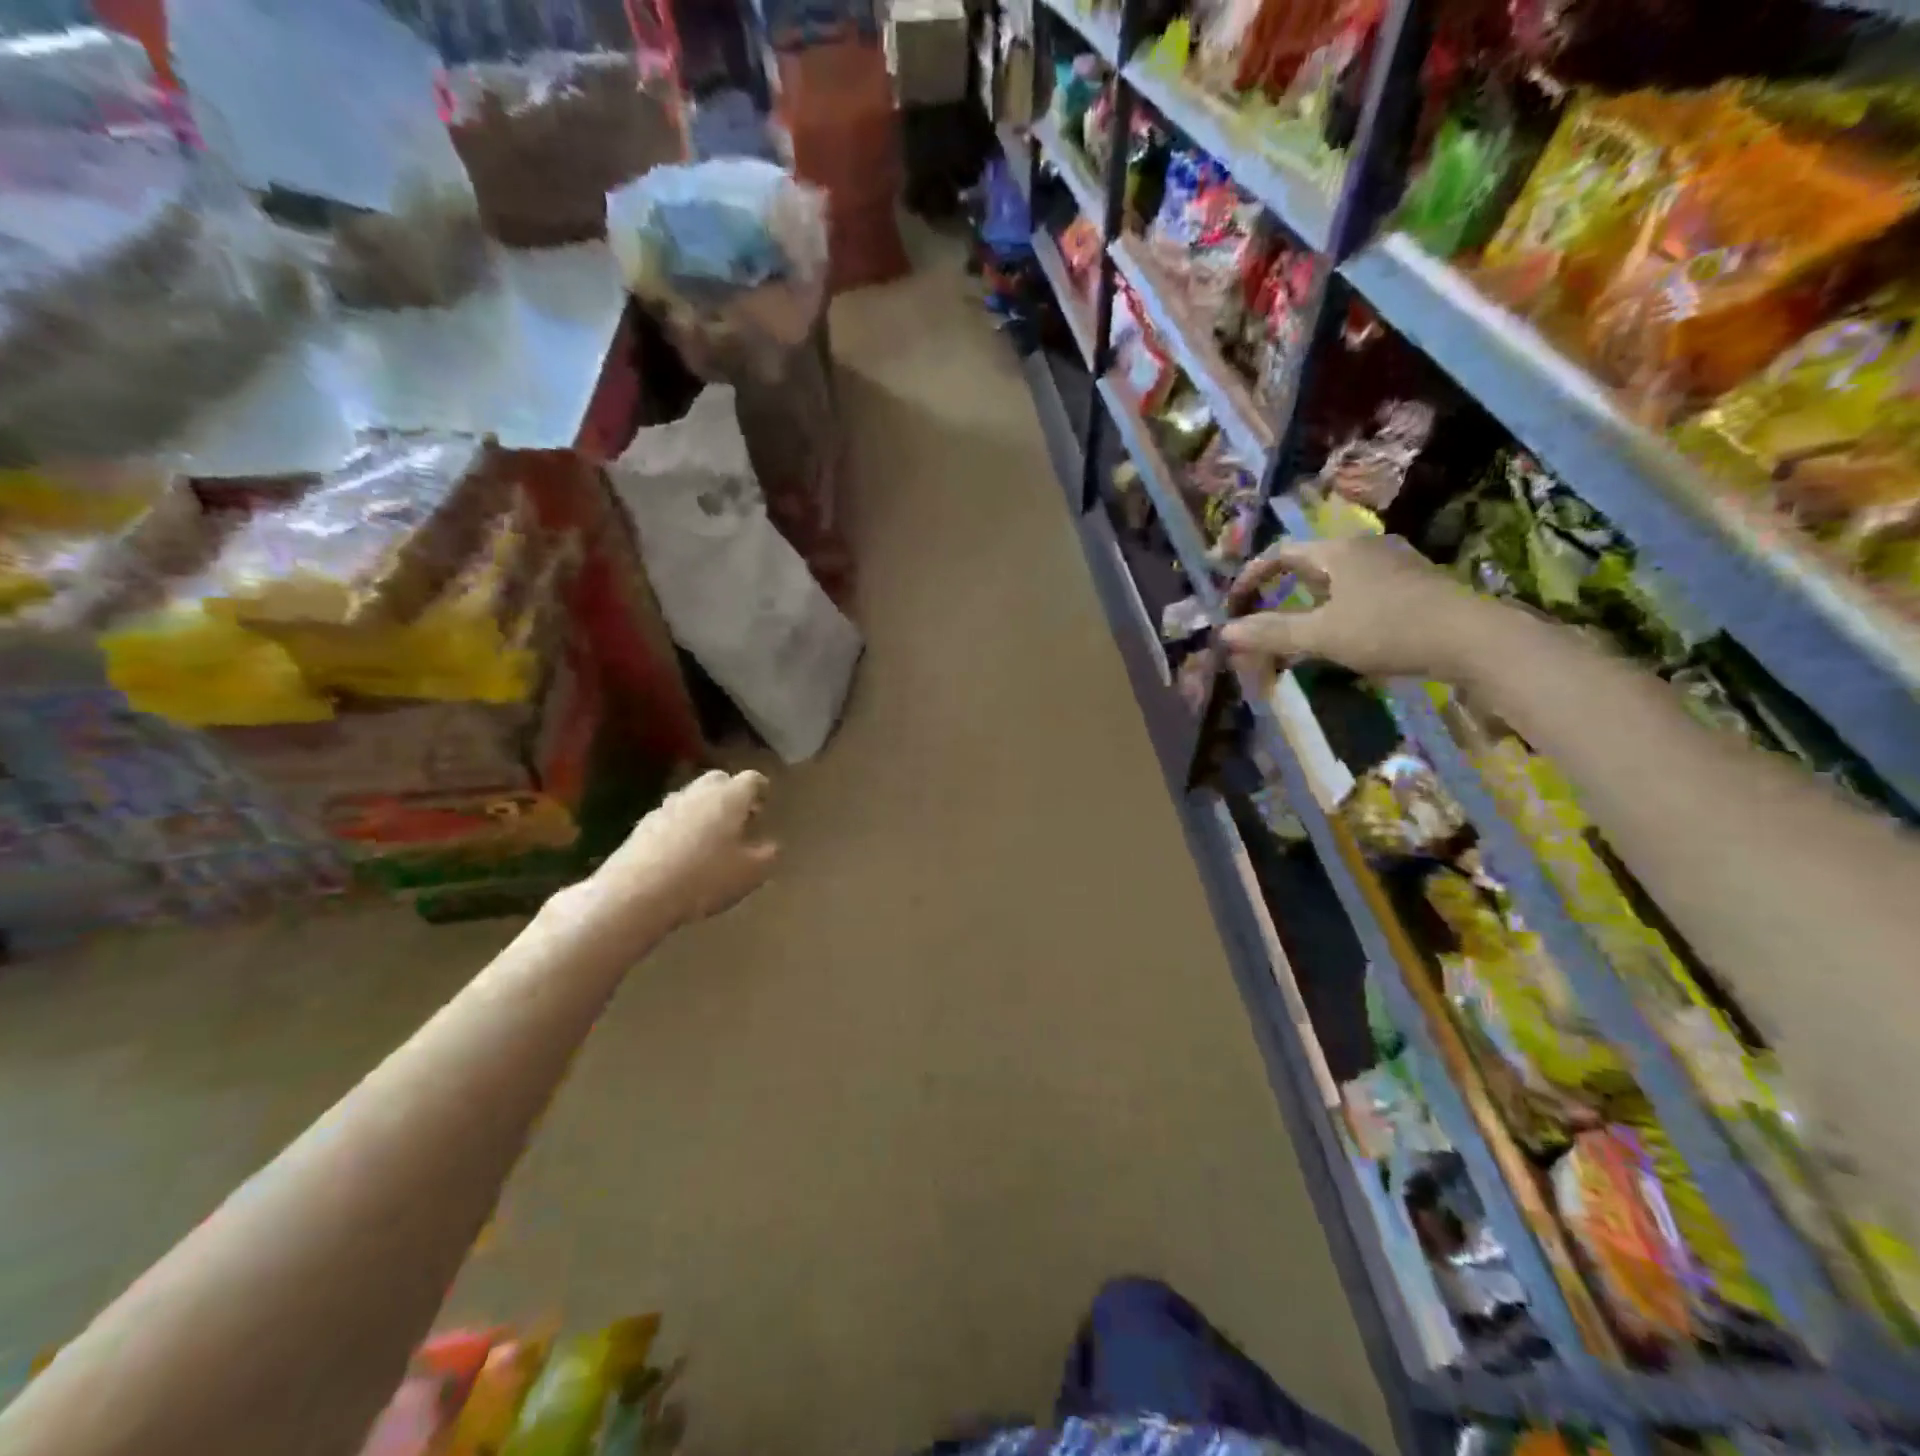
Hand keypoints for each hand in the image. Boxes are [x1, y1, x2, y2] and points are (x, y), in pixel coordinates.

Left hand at [583, 770, 778, 935]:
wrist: (636, 893)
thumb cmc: (705, 878)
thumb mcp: (751, 873)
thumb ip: (768, 855)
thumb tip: (772, 846)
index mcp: (730, 796)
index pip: (752, 779)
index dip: (761, 790)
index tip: (765, 804)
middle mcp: (698, 792)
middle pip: (719, 781)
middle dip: (732, 795)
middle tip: (740, 819)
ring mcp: (666, 806)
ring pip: (693, 798)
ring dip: (705, 810)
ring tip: (712, 837)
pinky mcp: (642, 825)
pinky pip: (672, 818)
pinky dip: (682, 827)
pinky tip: (684, 852)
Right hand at [1219, 534, 1490, 681]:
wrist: (1472, 639)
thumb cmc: (1388, 629)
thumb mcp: (1321, 634)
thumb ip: (1271, 632)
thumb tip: (1225, 633)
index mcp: (1337, 550)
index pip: (1279, 553)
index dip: (1251, 578)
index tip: (1235, 607)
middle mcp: (1364, 547)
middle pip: (1308, 565)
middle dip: (1279, 593)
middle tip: (1263, 622)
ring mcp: (1393, 564)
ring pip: (1335, 579)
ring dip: (1309, 604)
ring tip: (1298, 634)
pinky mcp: (1414, 584)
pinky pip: (1360, 590)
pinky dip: (1337, 609)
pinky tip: (1341, 636)